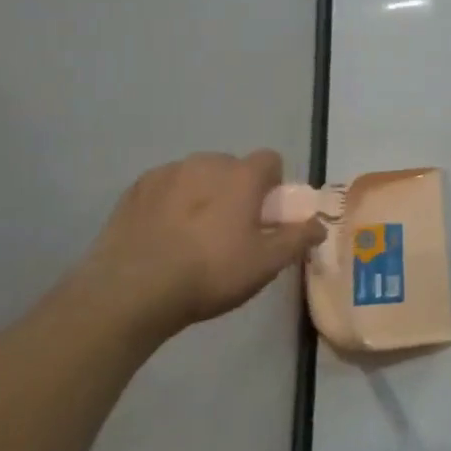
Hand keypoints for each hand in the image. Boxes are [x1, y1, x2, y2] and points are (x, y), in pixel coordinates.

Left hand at [78, 151, 324, 344]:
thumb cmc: (210, 273)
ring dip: (201, 194)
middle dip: (235, 190)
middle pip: (231, 167)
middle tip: (230, 230)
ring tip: (191, 235)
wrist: (131, 291)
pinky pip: (164, 187)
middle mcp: (206, 163)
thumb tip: (320, 225)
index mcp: (242, 176)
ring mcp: (167, 173)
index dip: (273, 185)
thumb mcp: (265, 264)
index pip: (270, 160)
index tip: (265, 215)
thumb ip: (297, 239)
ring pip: (196, 176)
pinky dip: (169, 203)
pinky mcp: (135, 189)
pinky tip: (162, 236)